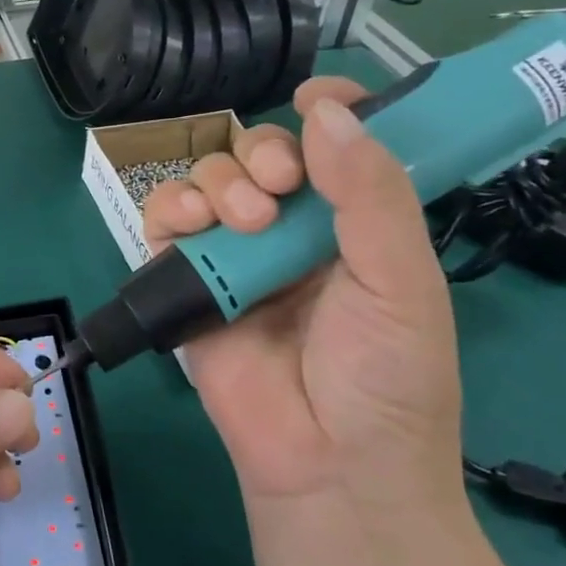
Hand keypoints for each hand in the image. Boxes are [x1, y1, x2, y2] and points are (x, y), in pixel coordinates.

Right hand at [142, 79, 464, 537]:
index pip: (337, 149)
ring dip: (218, 182)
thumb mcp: (401, 283)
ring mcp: (236, 260)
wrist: (328, 470)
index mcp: (355, 227)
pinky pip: (164, 227)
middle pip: (260, 156)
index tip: (315, 95)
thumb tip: (327, 111)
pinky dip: (169, 211)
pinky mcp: (188, 286)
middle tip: (277, 185)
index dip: (329, 113)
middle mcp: (293, 235)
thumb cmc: (386, 381)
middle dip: (262, 154)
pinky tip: (188, 225)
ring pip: (209, 182)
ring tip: (241, 221)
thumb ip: (371, 195)